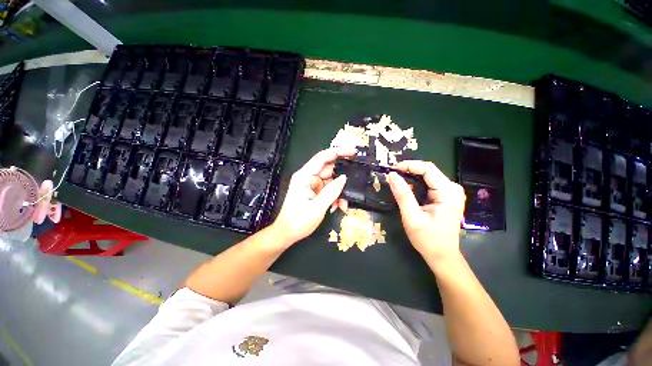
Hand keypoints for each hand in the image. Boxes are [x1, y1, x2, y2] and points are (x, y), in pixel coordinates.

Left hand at [273, 148, 355, 244]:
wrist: (286, 234)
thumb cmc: (298, 221)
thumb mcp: (318, 207)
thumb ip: (332, 191)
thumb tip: (344, 178)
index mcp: (305, 176)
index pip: (323, 157)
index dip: (338, 152)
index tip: (354, 152)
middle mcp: (308, 177)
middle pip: (329, 170)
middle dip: (341, 179)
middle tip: (353, 186)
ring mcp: (311, 185)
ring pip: (331, 181)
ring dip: (339, 191)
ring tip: (343, 204)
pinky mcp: (314, 192)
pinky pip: (328, 190)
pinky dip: (335, 196)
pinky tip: (338, 206)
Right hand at [387, 160, 465, 263]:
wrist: (442, 256)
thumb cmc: (428, 239)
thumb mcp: (412, 217)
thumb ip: (402, 195)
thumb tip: (391, 175)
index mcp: (448, 192)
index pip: (428, 169)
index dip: (408, 165)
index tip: (391, 169)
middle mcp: (452, 188)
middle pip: (428, 171)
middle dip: (408, 171)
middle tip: (390, 176)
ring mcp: (450, 192)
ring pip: (427, 177)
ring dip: (410, 178)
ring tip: (395, 183)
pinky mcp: (445, 197)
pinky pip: (428, 184)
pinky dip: (415, 185)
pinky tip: (406, 191)